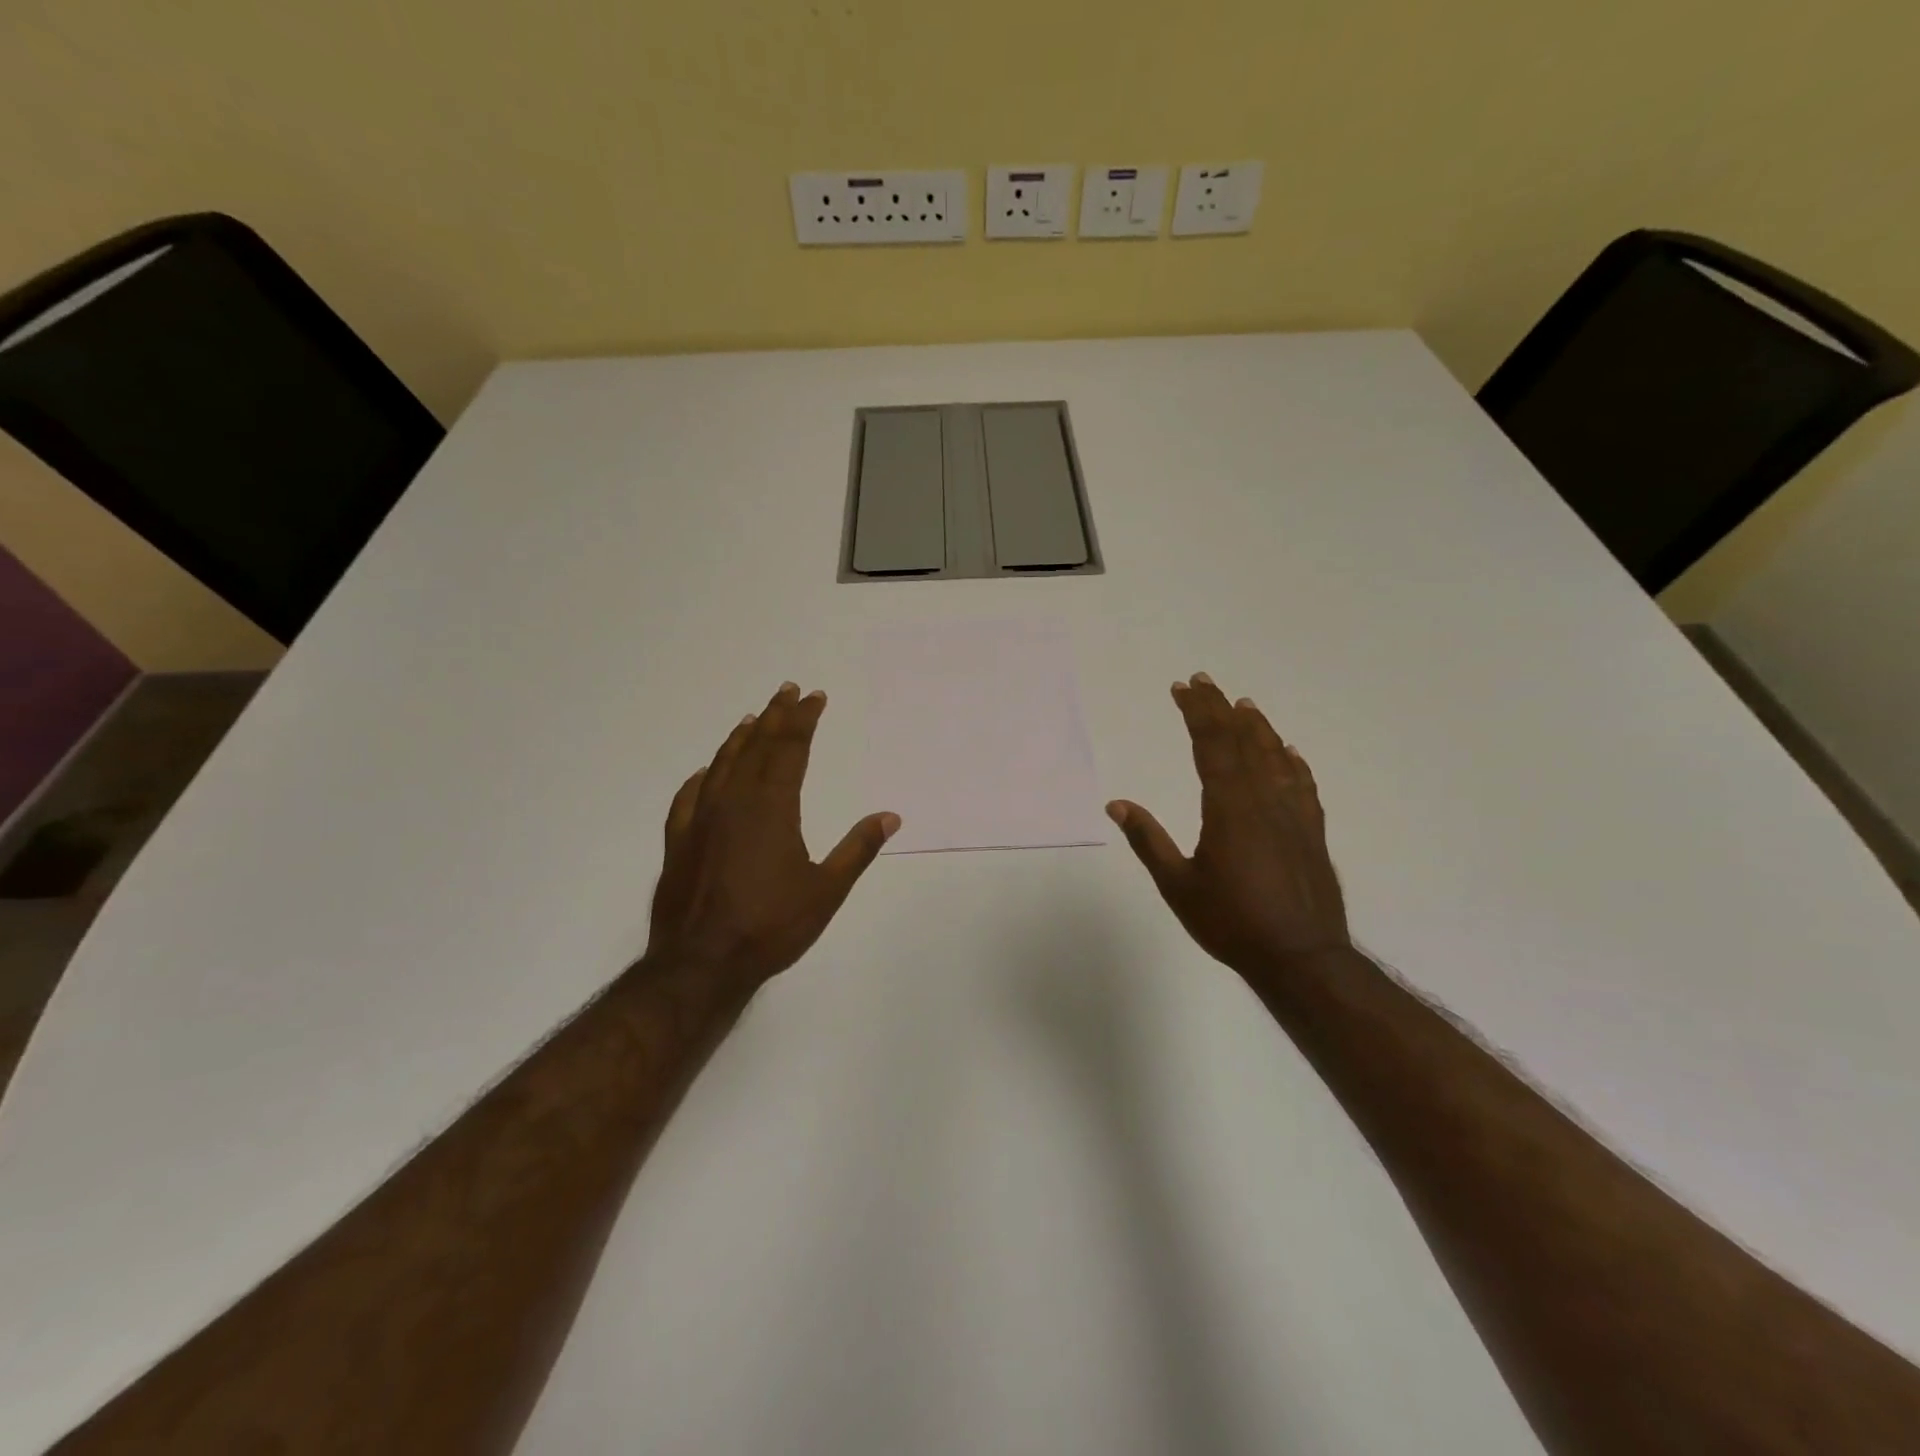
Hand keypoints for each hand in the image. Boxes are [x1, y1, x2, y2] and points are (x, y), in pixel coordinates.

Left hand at [644, 682, 898, 992]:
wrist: (700, 963)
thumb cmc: (770, 926)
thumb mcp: (826, 890)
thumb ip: (858, 849)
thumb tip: (890, 816)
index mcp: (772, 807)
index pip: (791, 749)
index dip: (804, 720)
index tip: (815, 697)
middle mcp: (734, 801)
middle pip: (757, 746)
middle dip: (776, 716)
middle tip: (787, 690)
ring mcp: (701, 819)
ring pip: (722, 763)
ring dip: (741, 737)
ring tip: (754, 717)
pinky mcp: (679, 840)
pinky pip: (690, 795)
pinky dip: (702, 776)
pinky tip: (706, 771)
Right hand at [1107, 673, 1350, 984]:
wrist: (1302, 958)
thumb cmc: (1232, 922)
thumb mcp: (1178, 885)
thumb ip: (1149, 841)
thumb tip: (1116, 805)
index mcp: (1229, 807)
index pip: (1211, 745)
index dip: (1197, 713)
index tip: (1183, 688)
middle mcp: (1264, 799)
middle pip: (1242, 741)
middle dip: (1220, 709)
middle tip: (1204, 682)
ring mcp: (1293, 814)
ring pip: (1275, 757)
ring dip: (1257, 727)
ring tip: (1244, 704)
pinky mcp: (1311, 832)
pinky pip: (1302, 784)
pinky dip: (1293, 762)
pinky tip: (1289, 753)